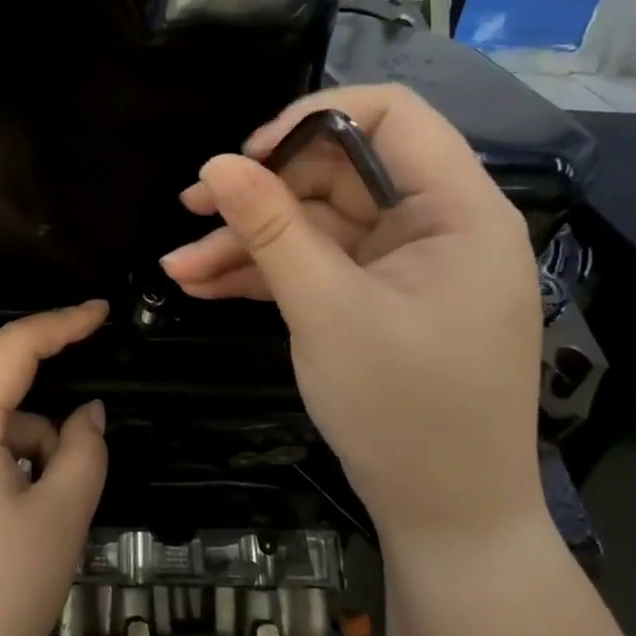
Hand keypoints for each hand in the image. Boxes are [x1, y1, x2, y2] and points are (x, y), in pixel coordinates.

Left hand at [0, 302, 109, 635]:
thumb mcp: (60, 516)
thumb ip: (84, 450)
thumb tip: (87, 414)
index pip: (13, 349)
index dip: (61, 324)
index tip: (100, 312)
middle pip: (2, 404)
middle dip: (47, 432)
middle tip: (73, 491)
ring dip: (26, 464)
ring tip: (38, 535)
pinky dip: (1, 482)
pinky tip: (9, 545)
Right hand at [160, 85, 543, 551]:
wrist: (446, 519)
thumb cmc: (405, 412)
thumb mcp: (328, 312)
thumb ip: (270, 230)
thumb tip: (216, 164)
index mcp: (456, 210)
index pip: (392, 116)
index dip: (313, 120)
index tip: (249, 155)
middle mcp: (435, 224)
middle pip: (337, 172)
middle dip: (260, 192)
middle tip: (191, 209)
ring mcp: (403, 264)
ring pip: (316, 223)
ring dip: (248, 241)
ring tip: (179, 267)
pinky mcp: (377, 297)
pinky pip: (316, 265)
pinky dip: (265, 273)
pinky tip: (204, 285)